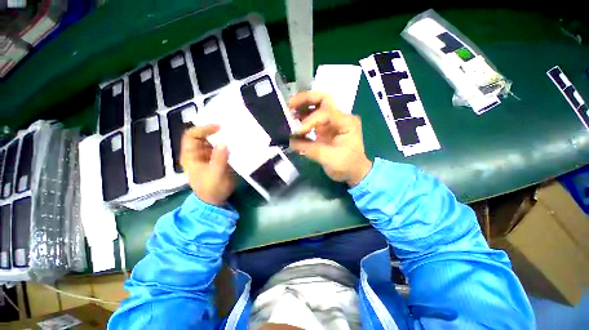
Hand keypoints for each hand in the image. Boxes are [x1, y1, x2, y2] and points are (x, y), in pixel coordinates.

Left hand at [180, 125, 234, 205]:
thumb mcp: (215, 176)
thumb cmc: (211, 190)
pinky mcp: (214, 156)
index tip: (217, 128)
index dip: (202, 129)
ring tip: (233, 131)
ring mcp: (205, 153)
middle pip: (202, 134)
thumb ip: (219, 160)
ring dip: (220, 134)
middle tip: (228, 126)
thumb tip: (223, 144)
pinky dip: (225, 140)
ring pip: (210, 137)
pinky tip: (235, 139)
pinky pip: (218, 144)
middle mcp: (196, 152)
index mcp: (190, 156)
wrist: (215, 201)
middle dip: (213, 129)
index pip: (191, 135)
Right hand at [289, 91, 371, 186]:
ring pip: (316, 104)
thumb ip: (310, 148)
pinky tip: (292, 120)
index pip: (327, 112)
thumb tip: (290, 141)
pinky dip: (302, 116)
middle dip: (305, 99)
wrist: (355, 173)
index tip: (298, 131)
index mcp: (347, 122)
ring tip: (288, 110)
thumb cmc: (347, 166)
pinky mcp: (325, 127)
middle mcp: (340, 117)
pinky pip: (312, 116)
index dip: (310, 119)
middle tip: (289, 104)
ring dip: (302, 105)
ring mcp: (332, 121)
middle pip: (323, 99)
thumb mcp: (330, 159)